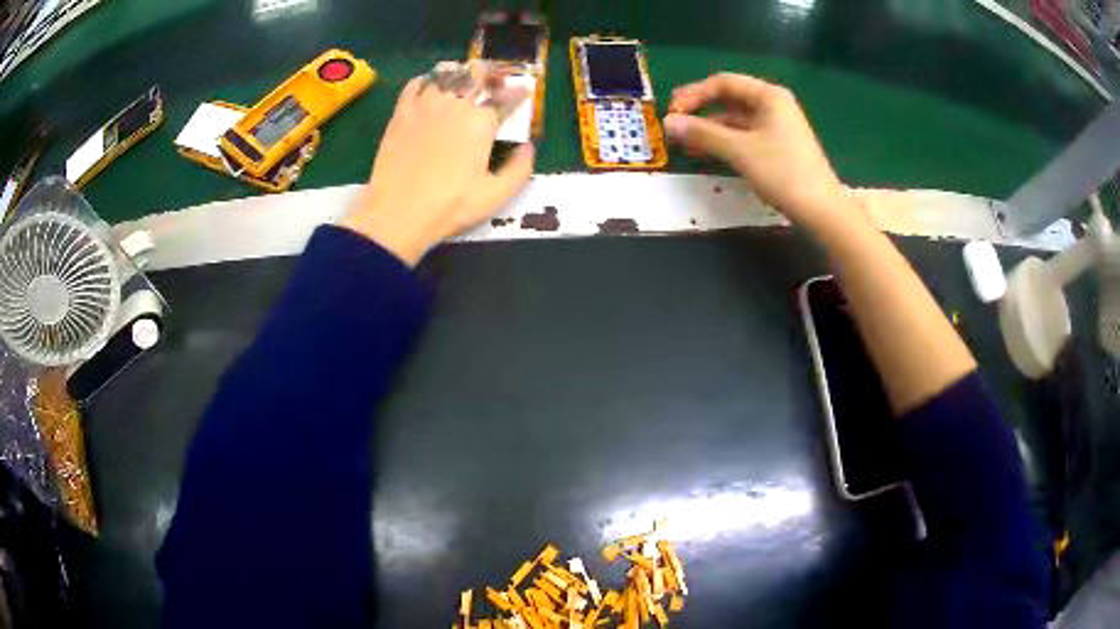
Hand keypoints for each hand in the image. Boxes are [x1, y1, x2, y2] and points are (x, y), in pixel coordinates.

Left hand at [341, 63, 534, 265]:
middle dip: (490, 76)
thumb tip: (528, 147)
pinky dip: (426, 80)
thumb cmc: (450, 207)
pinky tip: (429, 85)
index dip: (517, 94)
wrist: (397, 213)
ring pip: (446, 76)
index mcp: (481, 122)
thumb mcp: (496, 196)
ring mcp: (425, 106)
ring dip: (460, 74)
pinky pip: (415, 85)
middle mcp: (455, 105)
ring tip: (464, 78)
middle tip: (494, 79)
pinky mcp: (401, 114)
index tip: (522, 94)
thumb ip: (520, 168)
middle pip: (476, 78)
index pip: (505, 98)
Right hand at [664, 73, 846, 222]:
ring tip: (685, 146)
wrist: (821, 210)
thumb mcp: (739, 150)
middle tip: (674, 127)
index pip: (723, 83)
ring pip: (735, 120)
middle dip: (700, 112)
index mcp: (768, 96)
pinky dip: (725, 142)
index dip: (694, 94)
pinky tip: (708, 154)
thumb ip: (702, 133)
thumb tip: (667, 123)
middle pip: (729, 99)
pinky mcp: (778, 147)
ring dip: (710, 130)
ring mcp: (777, 126)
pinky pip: (745, 136)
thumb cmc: (782, 172)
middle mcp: (773, 105)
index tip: (672, 111)